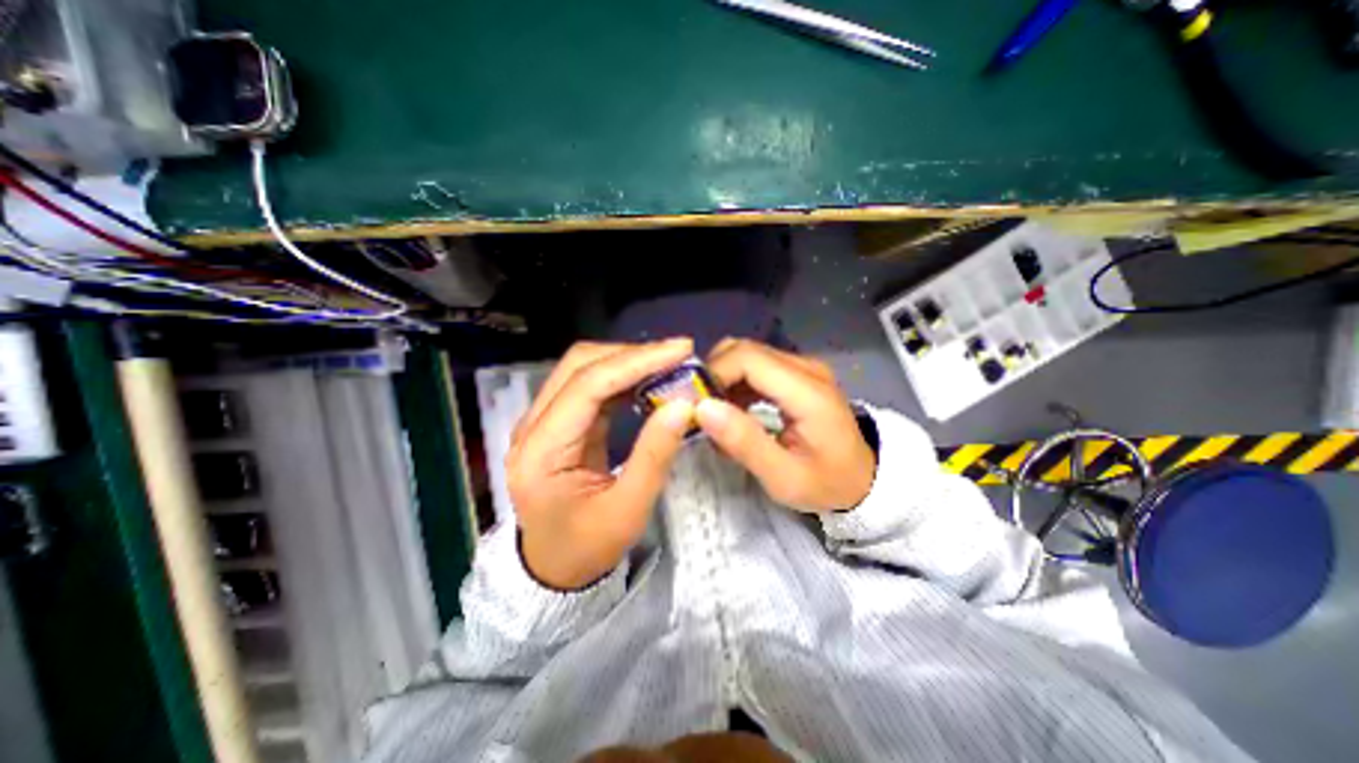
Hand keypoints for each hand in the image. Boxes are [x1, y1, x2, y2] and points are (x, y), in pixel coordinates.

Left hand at [510, 340, 700, 588]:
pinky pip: (590, 385)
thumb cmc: (587, 546)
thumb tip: (684, 405)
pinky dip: (622, 376)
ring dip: (628, 361)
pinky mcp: (558, 422)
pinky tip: (649, 379)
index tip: (681, 350)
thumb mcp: (628, 510)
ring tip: (669, 363)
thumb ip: (654, 455)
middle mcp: (533, 425)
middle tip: (677, 355)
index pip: (587, 386)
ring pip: (584, 368)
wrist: (554, 567)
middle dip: (631, 354)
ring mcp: (543, 420)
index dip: (635, 361)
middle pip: (579, 365)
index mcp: (541, 451)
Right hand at [695, 339, 876, 512]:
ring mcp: (803, 366)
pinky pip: (756, 365)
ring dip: (723, 379)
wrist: (863, 479)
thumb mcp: (784, 478)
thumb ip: (744, 443)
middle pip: (744, 349)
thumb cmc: (826, 483)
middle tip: (700, 411)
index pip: (748, 358)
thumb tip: (702, 408)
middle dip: (714, 376)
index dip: (714, 373)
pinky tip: (733, 411)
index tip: (695, 404)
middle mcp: (805, 367)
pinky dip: (736, 383)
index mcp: (807, 391)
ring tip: (716, 415)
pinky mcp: (797, 372)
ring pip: (747, 354)